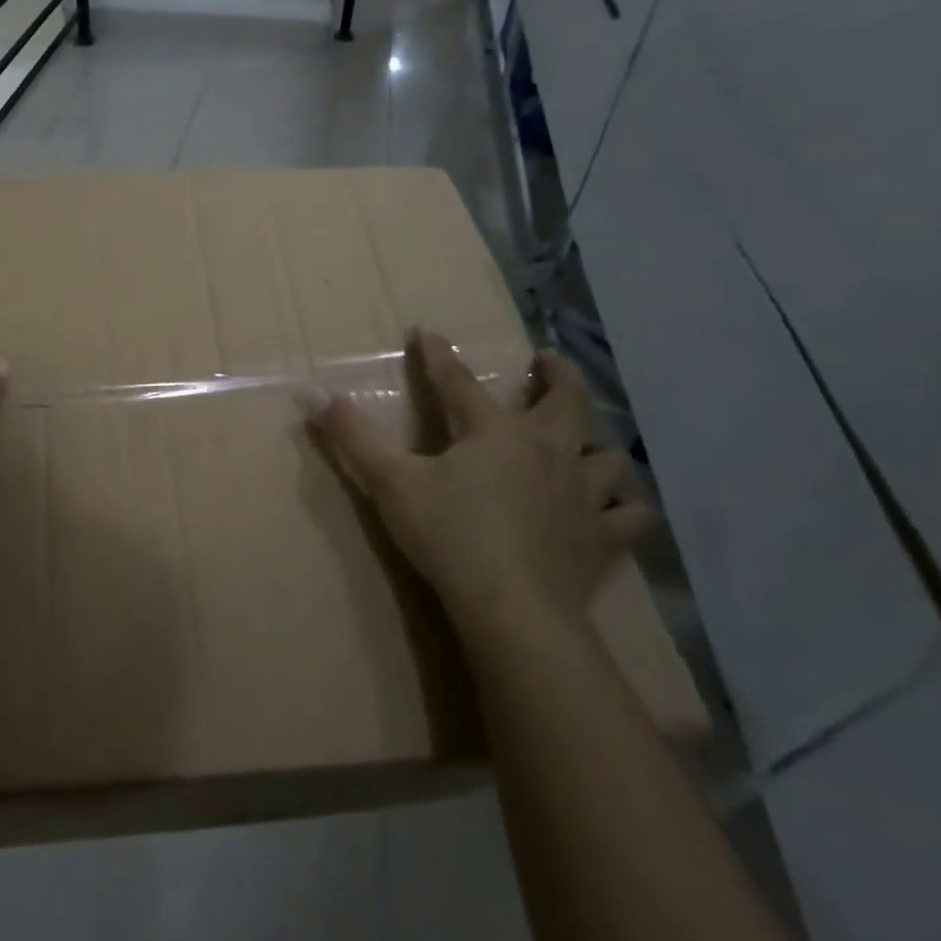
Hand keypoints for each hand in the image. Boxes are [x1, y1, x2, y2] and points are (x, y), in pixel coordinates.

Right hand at [308, 330, 659, 649]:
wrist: (512, 608)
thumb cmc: (448, 535)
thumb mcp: (390, 482)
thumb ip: (351, 436)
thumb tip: (311, 391)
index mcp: (493, 432)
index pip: (459, 382)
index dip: (439, 356)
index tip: (428, 333)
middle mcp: (546, 451)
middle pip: (566, 401)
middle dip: (557, 375)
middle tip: (547, 361)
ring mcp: (582, 495)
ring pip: (606, 457)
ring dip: (596, 446)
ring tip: (586, 443)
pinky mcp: (602, 539)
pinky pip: (629, 516)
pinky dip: (624, 507)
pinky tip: (616, 508)